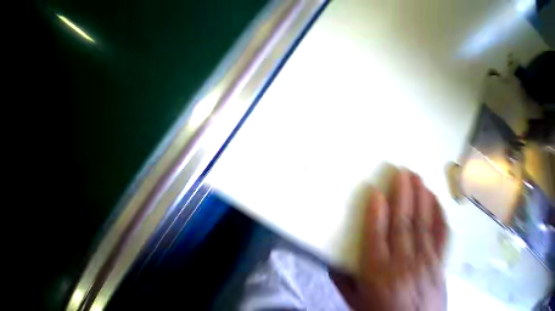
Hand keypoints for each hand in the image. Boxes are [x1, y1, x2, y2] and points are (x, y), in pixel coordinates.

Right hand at [332, 169, 447, 310]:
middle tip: (403, 173)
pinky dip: (439, 218)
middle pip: (403, 223)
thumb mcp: (353, 298)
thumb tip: (327, 255)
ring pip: (423, 225)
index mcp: (377, 268)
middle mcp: (402, 262)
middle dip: (403, 195)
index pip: (376, 232)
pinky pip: (441, 238)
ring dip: (421, 199)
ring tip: (419, 179)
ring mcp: (425, 264)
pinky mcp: (439, 268)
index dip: (376, 209)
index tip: (375, 189)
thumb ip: (340, 275)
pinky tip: (437, 202)